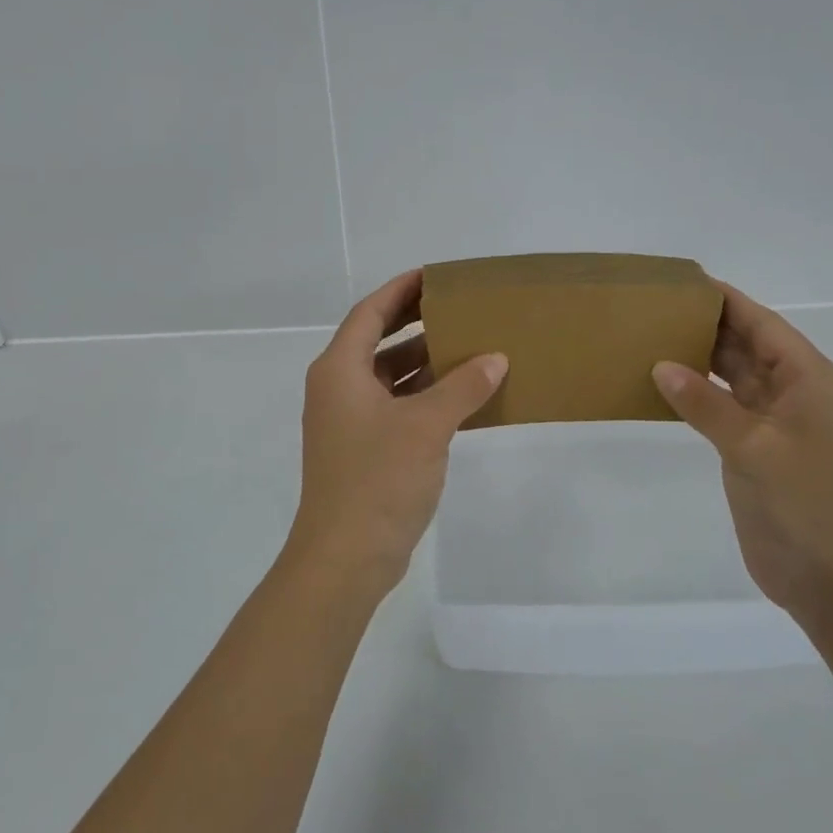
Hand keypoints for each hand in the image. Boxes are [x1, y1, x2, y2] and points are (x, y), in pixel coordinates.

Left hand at [284, 270, 508, 595]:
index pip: (368, 314)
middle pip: (377, 342)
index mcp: (339, 371)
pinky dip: (424, 398)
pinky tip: (462, 397)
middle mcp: (337, 390)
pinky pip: (396, 408)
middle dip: (415, 324)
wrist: (346, 557)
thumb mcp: (426, 425)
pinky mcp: (364, 451)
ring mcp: (349, 423)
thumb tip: (495, 359)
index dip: (399, 291)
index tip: (434, 276)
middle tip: (456, 308)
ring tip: (468, 348)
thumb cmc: (378, 478)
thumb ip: (462, 387)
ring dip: (423, 364)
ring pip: (388, 378)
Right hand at [651, 281, 832, 622]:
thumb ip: (706, 405)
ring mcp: (780, 426)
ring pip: (737, 379)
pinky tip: (667, 387)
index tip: (686, 281)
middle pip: (751, 348)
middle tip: (657, 308)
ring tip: (654, 338)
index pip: (765, 327)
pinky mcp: (761, 452)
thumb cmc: (806, 506)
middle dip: (709, 327)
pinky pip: (727, 410)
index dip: (728, 301)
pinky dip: (700, 396)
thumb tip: (661, 366)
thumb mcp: (753, 448)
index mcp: (813, 382)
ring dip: (703, 361)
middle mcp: (800, 395)